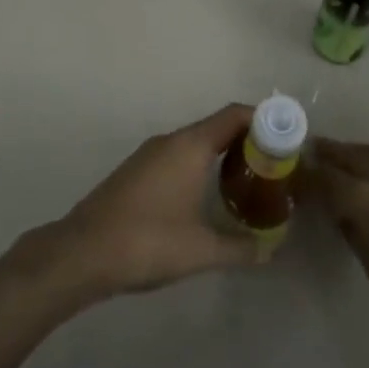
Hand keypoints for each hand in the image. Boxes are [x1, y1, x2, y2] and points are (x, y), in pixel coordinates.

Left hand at [11, 104, 260, 300]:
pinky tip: (207, 197)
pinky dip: (200, 166)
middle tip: (273, 167)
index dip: (263, 120)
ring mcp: (150, 154)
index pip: (234, 115)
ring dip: (221, 155)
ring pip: (196, 143)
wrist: (83, 252)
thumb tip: (270, 249)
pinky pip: (178, 156)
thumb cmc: (148, 242)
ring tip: (246, 182)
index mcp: (190, 146)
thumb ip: (240, 247)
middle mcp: (170, 140)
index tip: (286, 138)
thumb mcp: (202, 250)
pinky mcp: (136, 171)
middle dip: (247, 141)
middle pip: (217, 127)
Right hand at [307, 138, 368, 339]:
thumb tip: (344, 214)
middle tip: (314, 150)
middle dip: (327, 152)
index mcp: (361, 198)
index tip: (293, 174)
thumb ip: (354, 230)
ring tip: (347, 154)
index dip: (306, 176)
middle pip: (347, 155)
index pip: (324, 179)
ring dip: (356, 150)